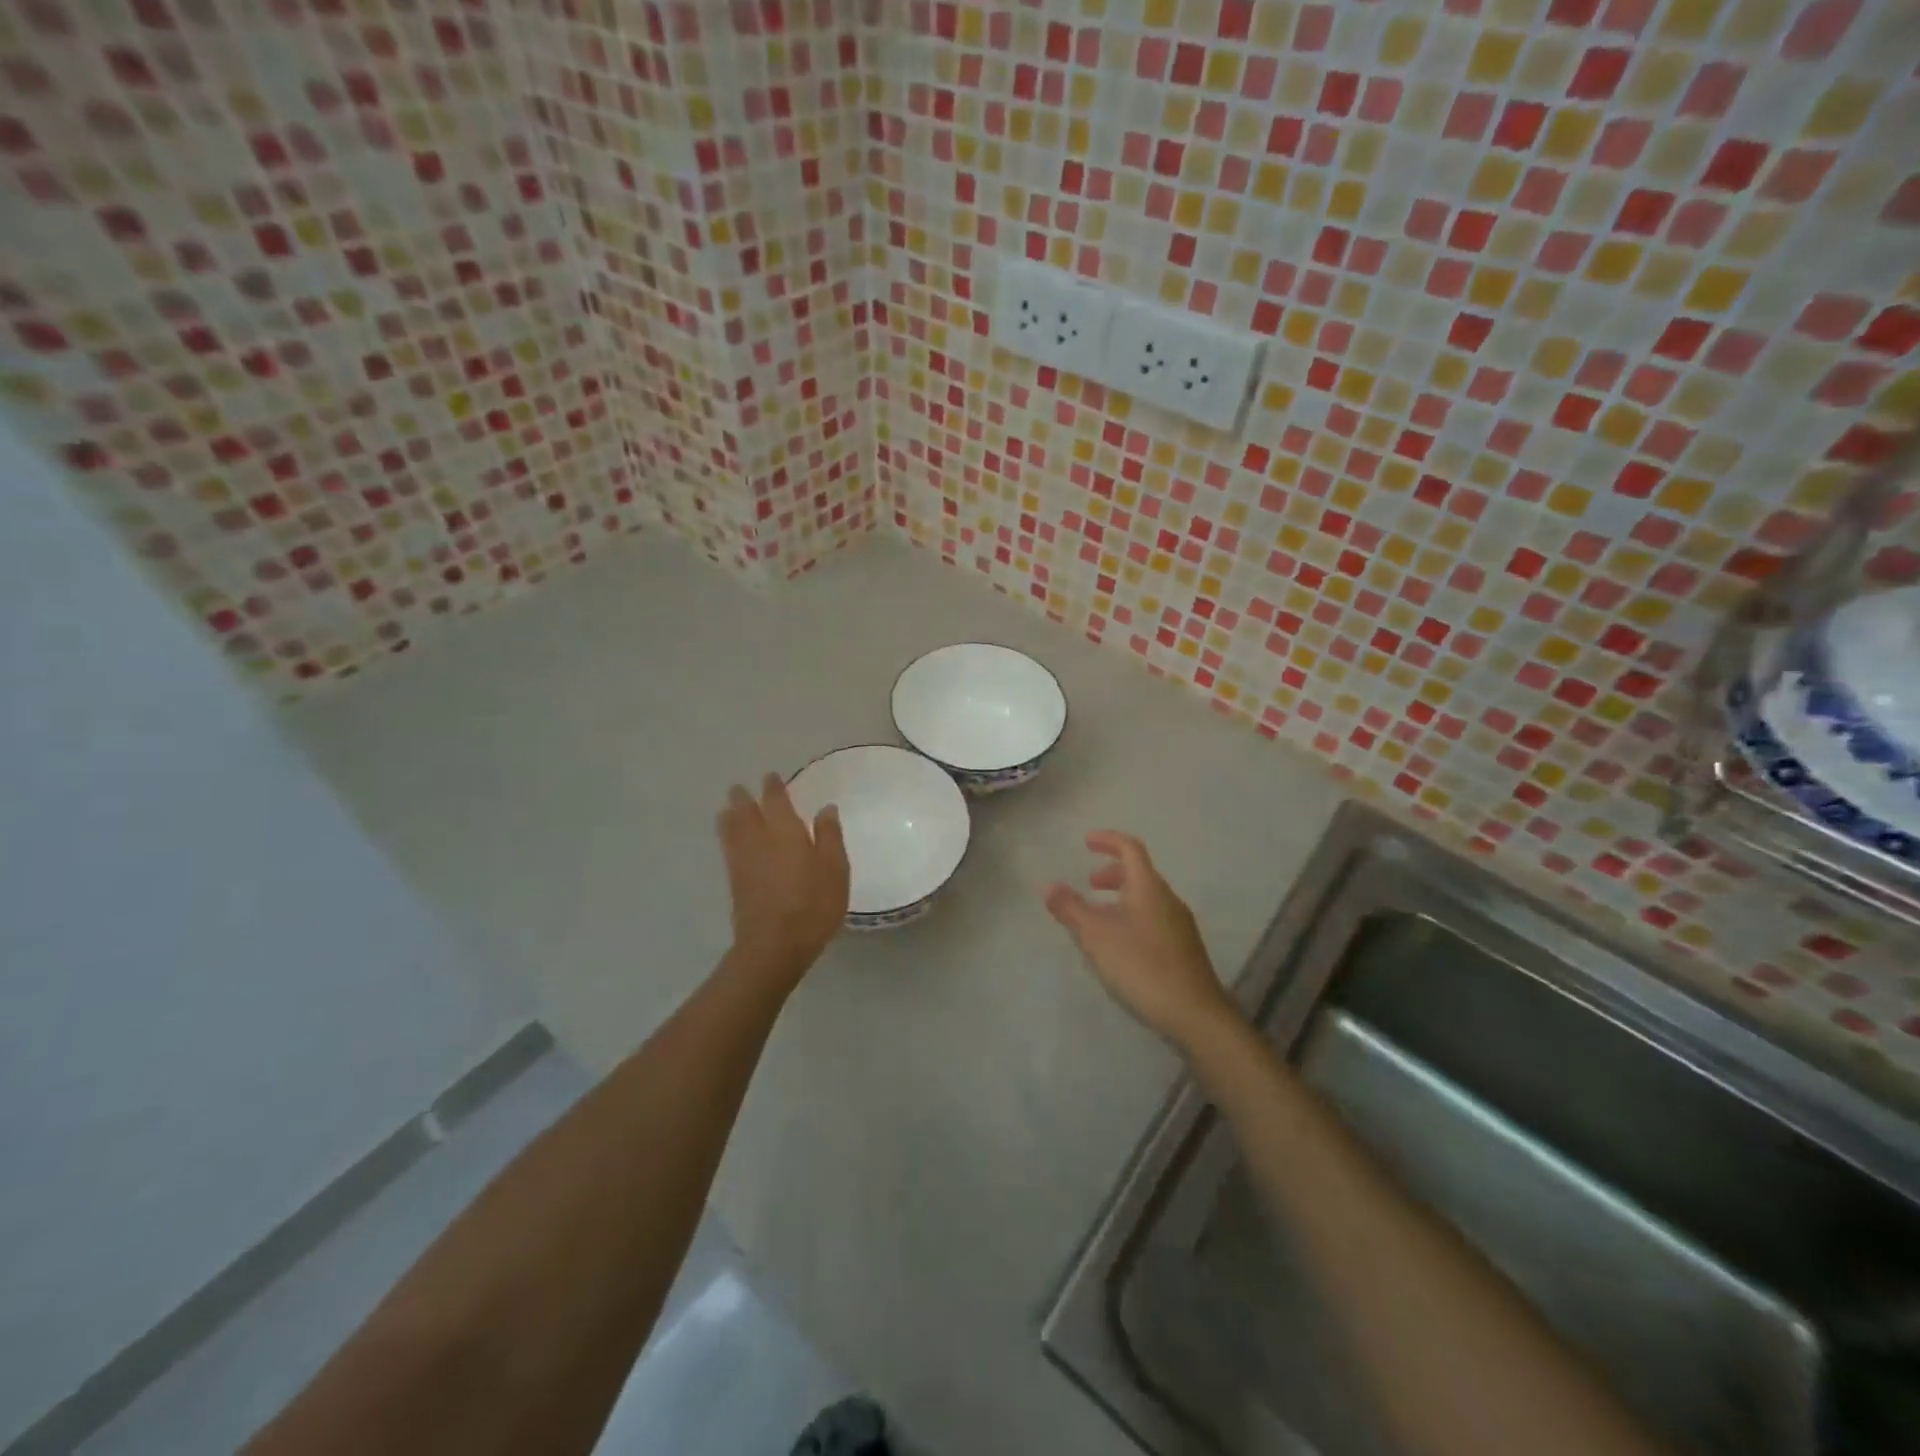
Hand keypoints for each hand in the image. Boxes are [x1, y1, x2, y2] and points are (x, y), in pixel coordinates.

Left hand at [718, 773, 849, 990]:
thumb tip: (825, 808)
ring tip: (726, 809)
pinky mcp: (734, 882)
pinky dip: (726, 836)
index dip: (773, 787)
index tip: (770, 776)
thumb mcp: (835, 868)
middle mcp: (759, 839)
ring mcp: (742, 861)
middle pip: (746, 811)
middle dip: (743, 798)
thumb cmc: (813, 904)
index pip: (776, 800)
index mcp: (786, 830)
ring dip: (729, 815)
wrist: (774, 945)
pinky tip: (729, 840)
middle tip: (740, 788)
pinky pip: (727, 848)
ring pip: (731, 829)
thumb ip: (829, 836)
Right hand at [1045, 831, 1240, 1051]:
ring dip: (1122, 897)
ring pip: (1147, 898)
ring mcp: (1180, 925)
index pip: (1130, 849)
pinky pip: (1154, 917)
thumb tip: (1047, 884)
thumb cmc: (1141, 966)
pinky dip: (1133, 915)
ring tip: (1099, 916)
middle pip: (1140, 873)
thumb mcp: (1096, 936)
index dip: (1108, 840)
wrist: (1195, 1013)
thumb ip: (1070, 908)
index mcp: (1149, 888)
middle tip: (1090, 883)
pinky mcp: (1184, 948)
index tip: (1086, 841)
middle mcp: (1168, 899)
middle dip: (1113, 872)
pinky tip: (1121, 944)